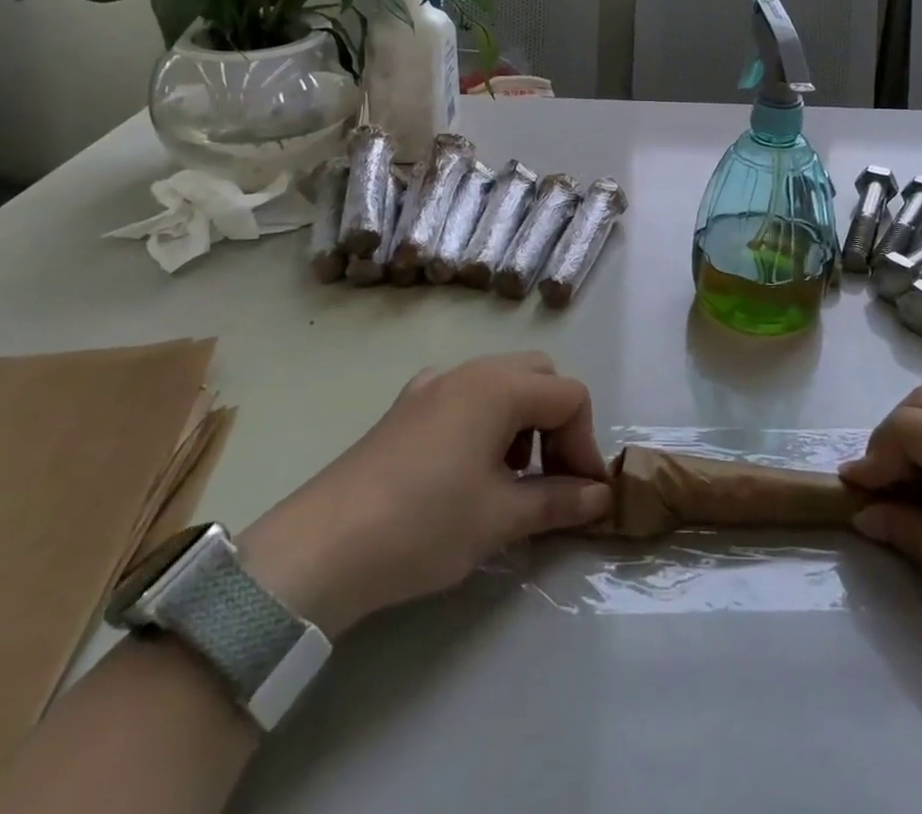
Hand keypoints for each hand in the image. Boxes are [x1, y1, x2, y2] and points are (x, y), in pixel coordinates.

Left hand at [237, 352, 610, 637]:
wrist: (320, 549)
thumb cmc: (424, 524)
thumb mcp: (501, 518)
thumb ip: (558, 500)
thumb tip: (601, 496)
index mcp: (500, 386)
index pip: (570, 396)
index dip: (585, 443)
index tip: (582, 494)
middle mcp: (470, 371)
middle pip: (539, 377)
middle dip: (557, 422)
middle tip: (553, 476)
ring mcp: (432, 385)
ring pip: (501, 382)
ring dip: (523, 420)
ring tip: (511, 478)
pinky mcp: (405, 408)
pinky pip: (464, 396)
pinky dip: (485, 420)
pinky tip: (467, 467)